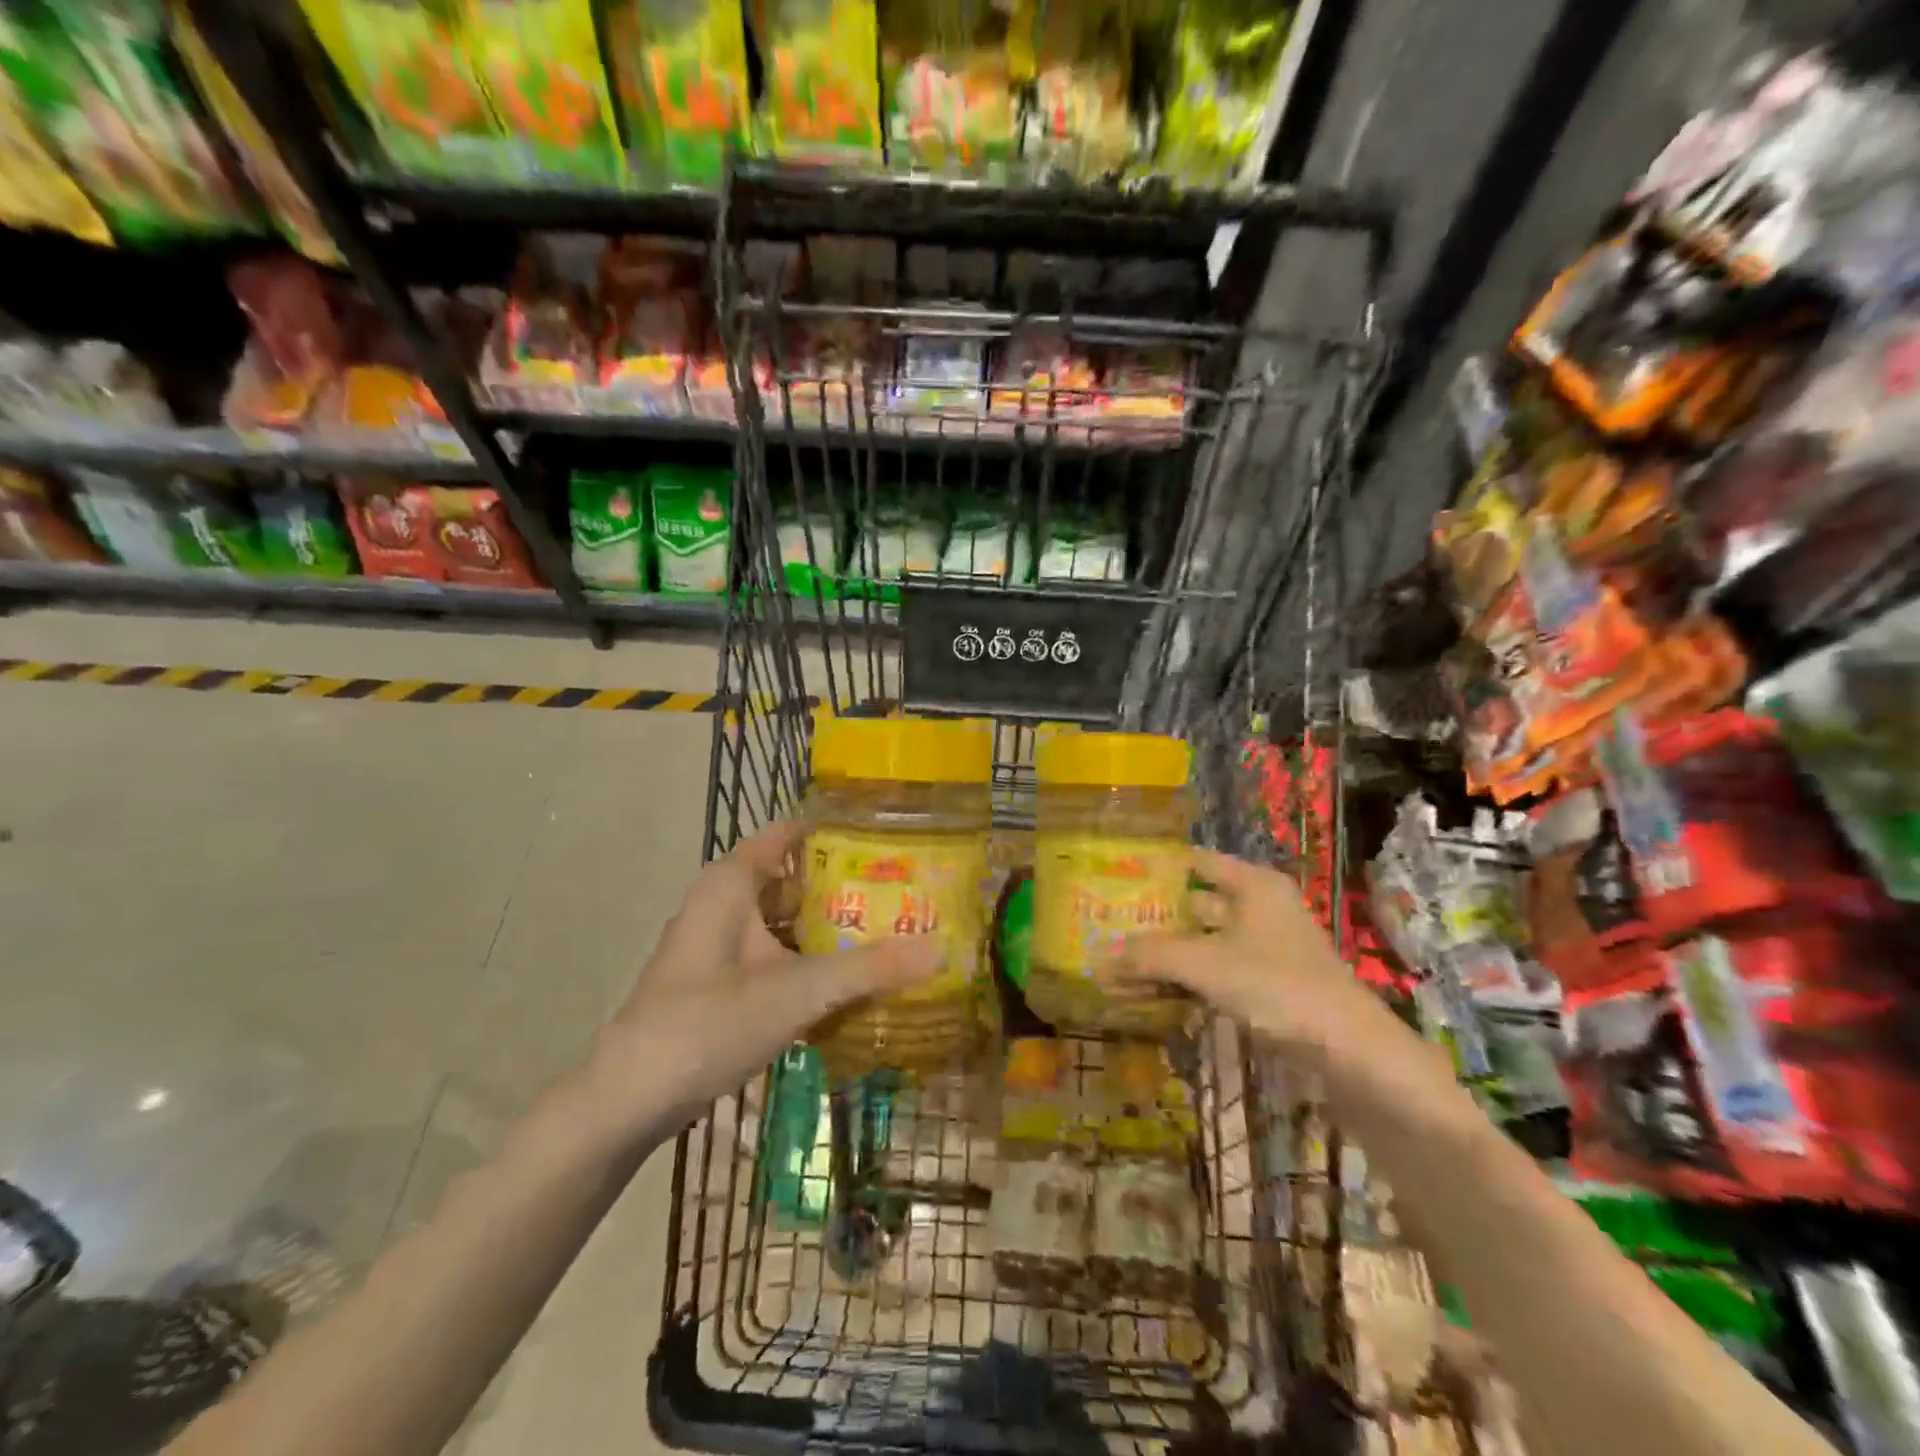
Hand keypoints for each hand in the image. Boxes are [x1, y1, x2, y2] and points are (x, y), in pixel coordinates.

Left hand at [595, 822, 938, 1119]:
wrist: (628, 1099)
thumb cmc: (708, 1022)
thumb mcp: (797, 992)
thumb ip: (868, 969)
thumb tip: (940, 948)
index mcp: (733, 882)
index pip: (791, 833)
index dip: (836, 830)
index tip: (888, 835)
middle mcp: (726, 903)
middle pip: (795, 879)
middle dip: (845, 886)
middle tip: (905, 890)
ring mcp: (721, 944)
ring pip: (786, 922)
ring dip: (829, 928)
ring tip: (889, 931)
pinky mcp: (721, 980)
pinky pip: (775, 955)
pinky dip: (809, 960)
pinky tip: (849, 979)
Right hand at [1115, 849, 1432, 1083]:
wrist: (1350, 1050)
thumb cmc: (1277, 985)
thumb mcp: (1205, 965)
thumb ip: (1151, 957)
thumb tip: (1101, 959)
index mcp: (1253, 886)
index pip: (1198, 861)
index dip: (1160, 866)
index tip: (1120, 875)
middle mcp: (1261, 908)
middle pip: (1198, 904)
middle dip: (1157, 916)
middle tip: (1111, 923)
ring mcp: (1267, 948)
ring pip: (1205, 942)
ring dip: (1169, 954)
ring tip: (1123, 963)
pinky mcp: (1269, 984)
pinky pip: (1217, 972)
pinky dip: (1188, 980)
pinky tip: (1155, 993)